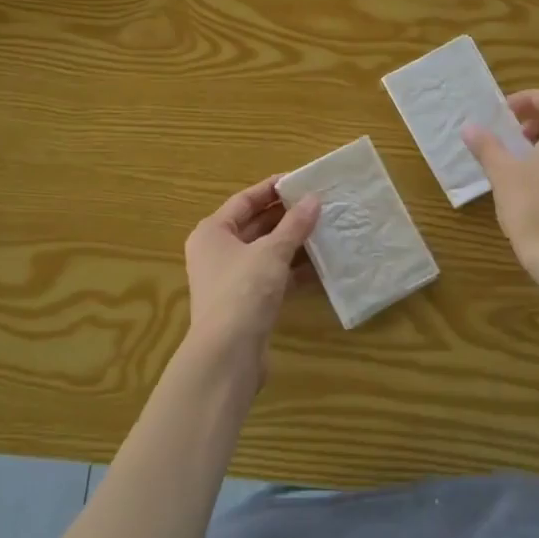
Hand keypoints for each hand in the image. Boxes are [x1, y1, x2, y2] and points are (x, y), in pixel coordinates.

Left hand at [183, 178, 319, 382]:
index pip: (244, 200)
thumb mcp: (271, 252)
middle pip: (255, 225)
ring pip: (266, 252)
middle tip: (319, 204)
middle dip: (287, 216)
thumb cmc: (243, 291)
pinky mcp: (247, 303)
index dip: (272, 189)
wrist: (227, 355)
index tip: (302, 181)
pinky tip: (321, 265)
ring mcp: (232, 280)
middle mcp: (218, 252)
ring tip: (325, 229)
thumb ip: (294, 224)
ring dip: (293, 243)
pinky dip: (293, 270)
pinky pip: (273, 276)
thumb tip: (314, 199)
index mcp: (213, 232)